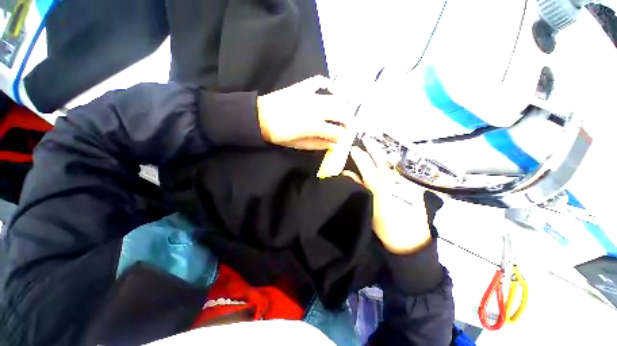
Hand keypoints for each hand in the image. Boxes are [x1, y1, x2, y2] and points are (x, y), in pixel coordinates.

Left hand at [257, 75, 347, 149]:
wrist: (260, 117)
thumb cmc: (279, 135)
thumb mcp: (299, 145)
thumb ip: (318, 145)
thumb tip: (333, 145)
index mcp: (315, 126)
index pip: (337, 132)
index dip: (342, 136)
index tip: (341, 138)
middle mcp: (317, 110)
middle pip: (341, 113)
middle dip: (347, 121)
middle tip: (347, 125)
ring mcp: (311, 96)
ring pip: (335, 99)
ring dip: (343, 106)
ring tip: (342, 112)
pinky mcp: (303, 87)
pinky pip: (320, 81)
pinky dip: (328, 84)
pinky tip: (332, 90)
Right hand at [346, 146, 431, 253]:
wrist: (410, 239)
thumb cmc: (384, 225)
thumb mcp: (368, 206)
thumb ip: (359, 187)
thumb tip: (347, 172)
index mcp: (378, 186)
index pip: (366, 166)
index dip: (359, 156)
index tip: (353, 148)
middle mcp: (391, 180)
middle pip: (381, 161)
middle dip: (373, 149)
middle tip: (367, 139)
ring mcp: (403, 182)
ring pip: (391, 163)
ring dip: (383, 153)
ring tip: (377, 145)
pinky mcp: (411, 186)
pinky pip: (400, 171)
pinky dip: (393, 164)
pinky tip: (390, 160)